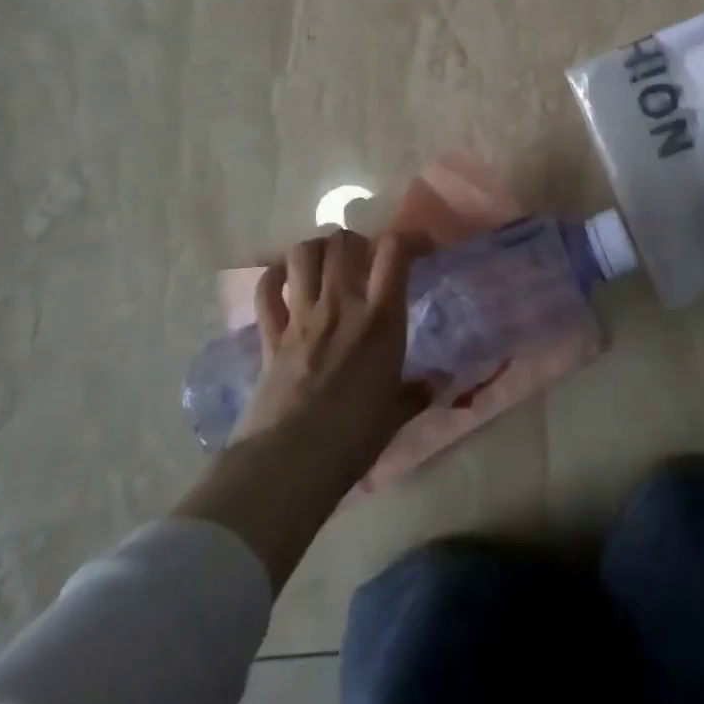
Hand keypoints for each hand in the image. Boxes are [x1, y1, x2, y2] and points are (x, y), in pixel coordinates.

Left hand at [238, 228, 435, 483]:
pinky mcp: (269, 336)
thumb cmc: (352, 439)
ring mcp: (301, 317)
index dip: (410, 239)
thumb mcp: (395, 415)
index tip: (420, 250)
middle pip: (344, 242)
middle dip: (357, 242)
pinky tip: (287, 281)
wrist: (288, 464)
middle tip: (365, 259)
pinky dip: (276, 277)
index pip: (395, 252)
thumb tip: (436, 384)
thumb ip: (416, 392)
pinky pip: (266, 290)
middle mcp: (341, 305)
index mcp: (380, 319)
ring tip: (327, 264)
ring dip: (317, 250)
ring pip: (303, 255)